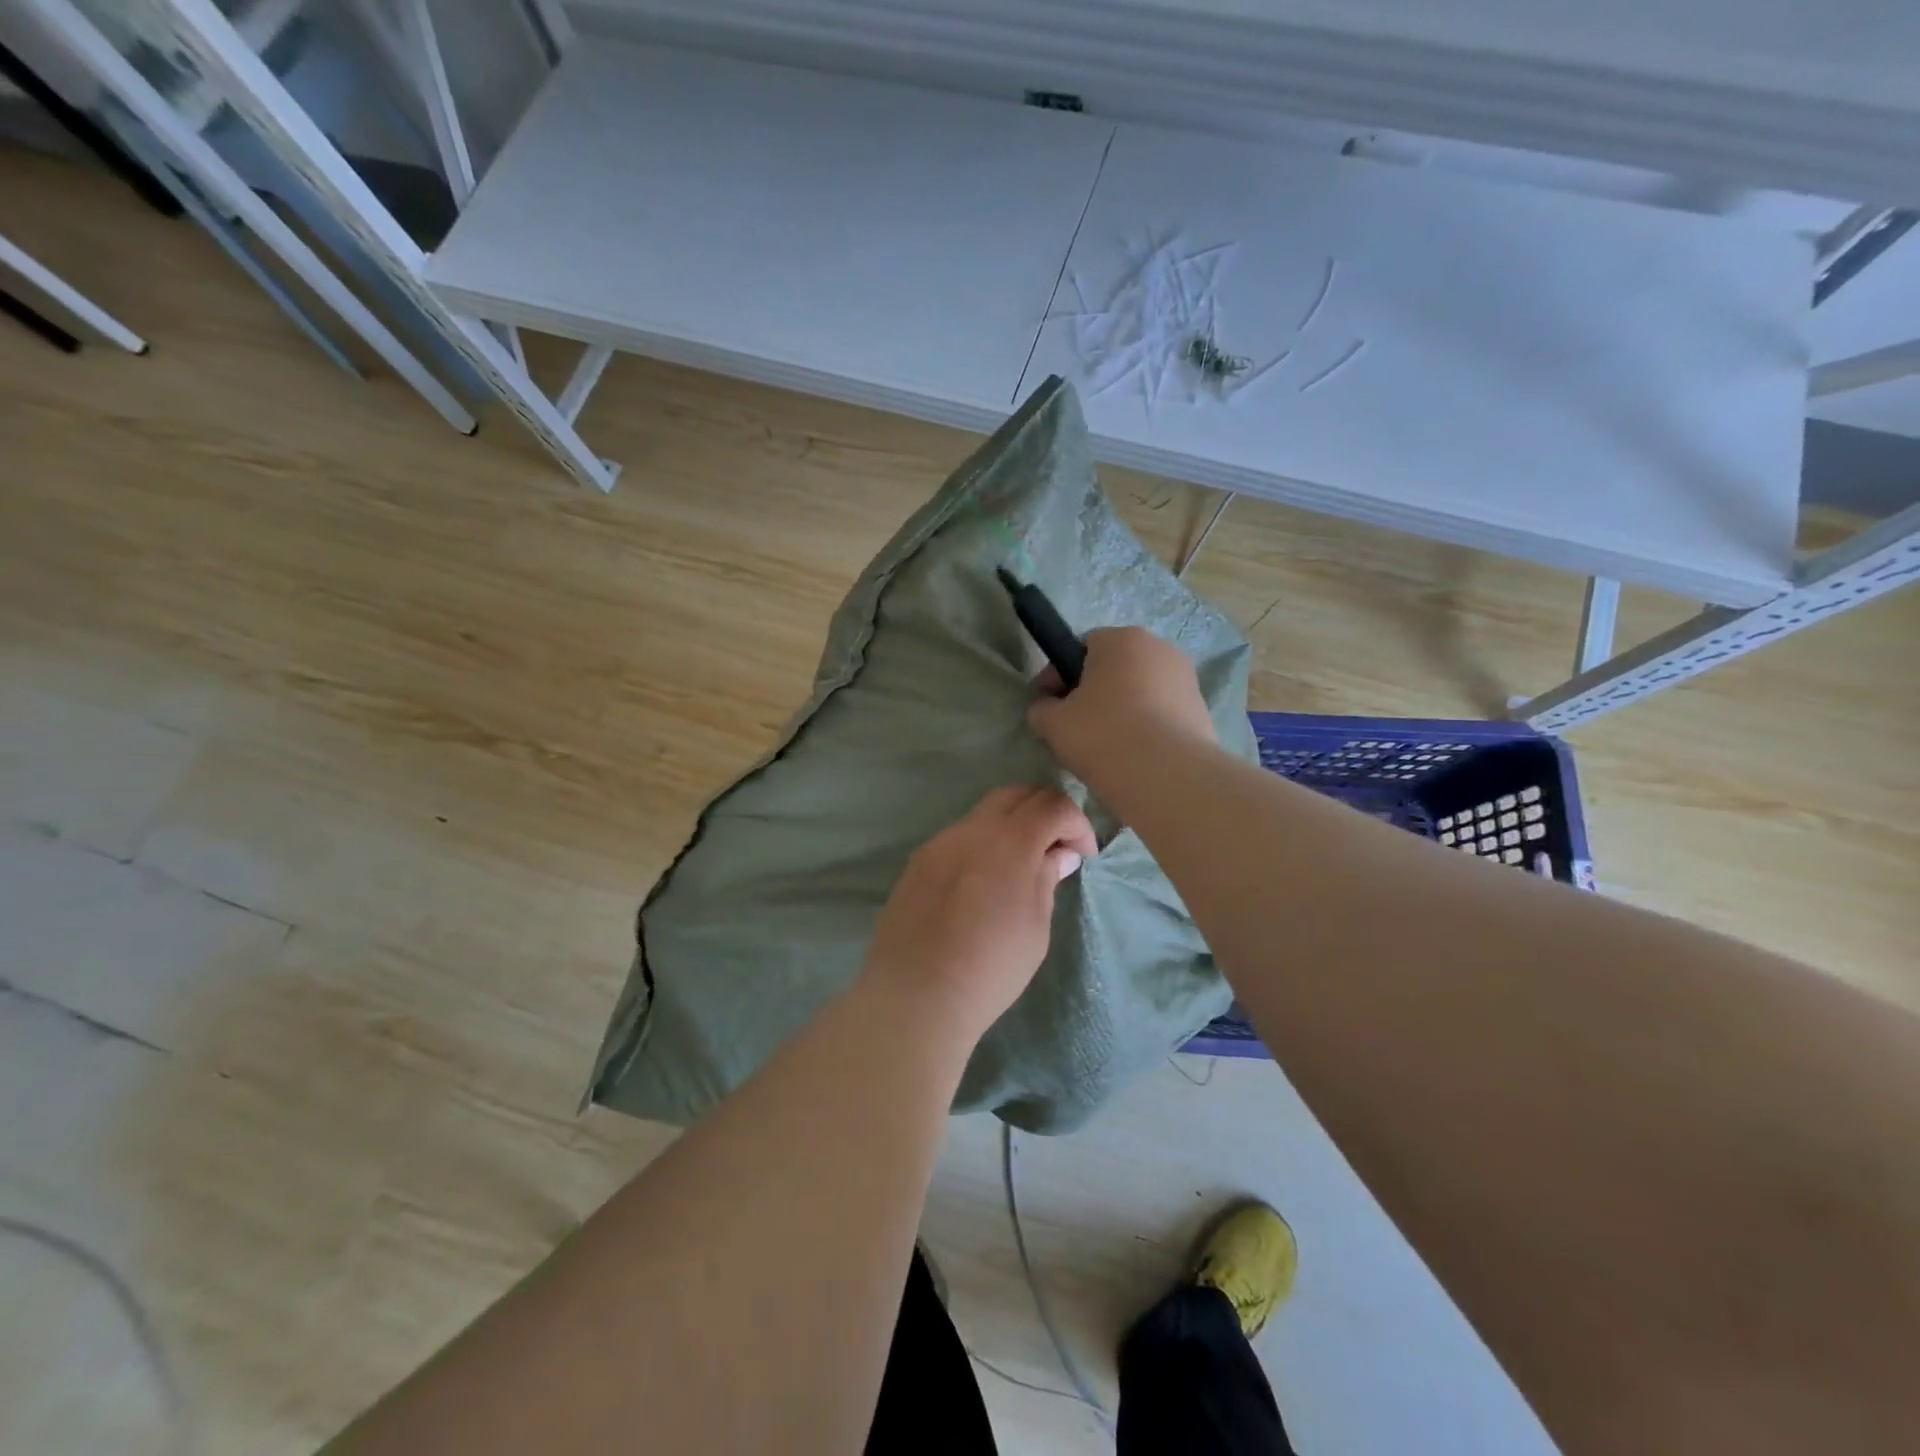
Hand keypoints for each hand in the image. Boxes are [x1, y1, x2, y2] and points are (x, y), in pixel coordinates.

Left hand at [860, 785, 1096, 1044]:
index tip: (1083, 855)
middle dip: (1044, 811)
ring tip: (1019, 865)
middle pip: (1016, 794)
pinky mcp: (917, 862)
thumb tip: (1058, 855)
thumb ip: (1045, 879)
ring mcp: (939, 842)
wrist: (917, 995)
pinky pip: (957, 838)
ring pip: (982, 813)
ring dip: (1010, 826)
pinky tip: (981, 882)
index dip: (1076, 823)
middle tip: (1056, 845)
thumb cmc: (991, 967)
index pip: (1052, 805)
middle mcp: (972, 829)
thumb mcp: (1035, 927)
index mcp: (1010, 842)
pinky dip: (981, 844)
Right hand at [1027, 627, 1217, 798]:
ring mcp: (1186, 678)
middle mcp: (1159, 648)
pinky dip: (1146, 726)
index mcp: (1121, 639)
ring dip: (1121, 708)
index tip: (1048, 704)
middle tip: (1075, 726)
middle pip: (1115, 666)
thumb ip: (1042, 709)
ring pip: (1140, 689)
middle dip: (1094, 690)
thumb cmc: (1103, 736)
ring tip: (1106, 745)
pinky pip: (1162, 711)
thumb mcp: (1053, 723)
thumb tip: (1046, 709)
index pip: (1082, 646)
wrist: (1168, 777)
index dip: (1059, 675)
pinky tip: (1135, 755)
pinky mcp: (1201, 709)